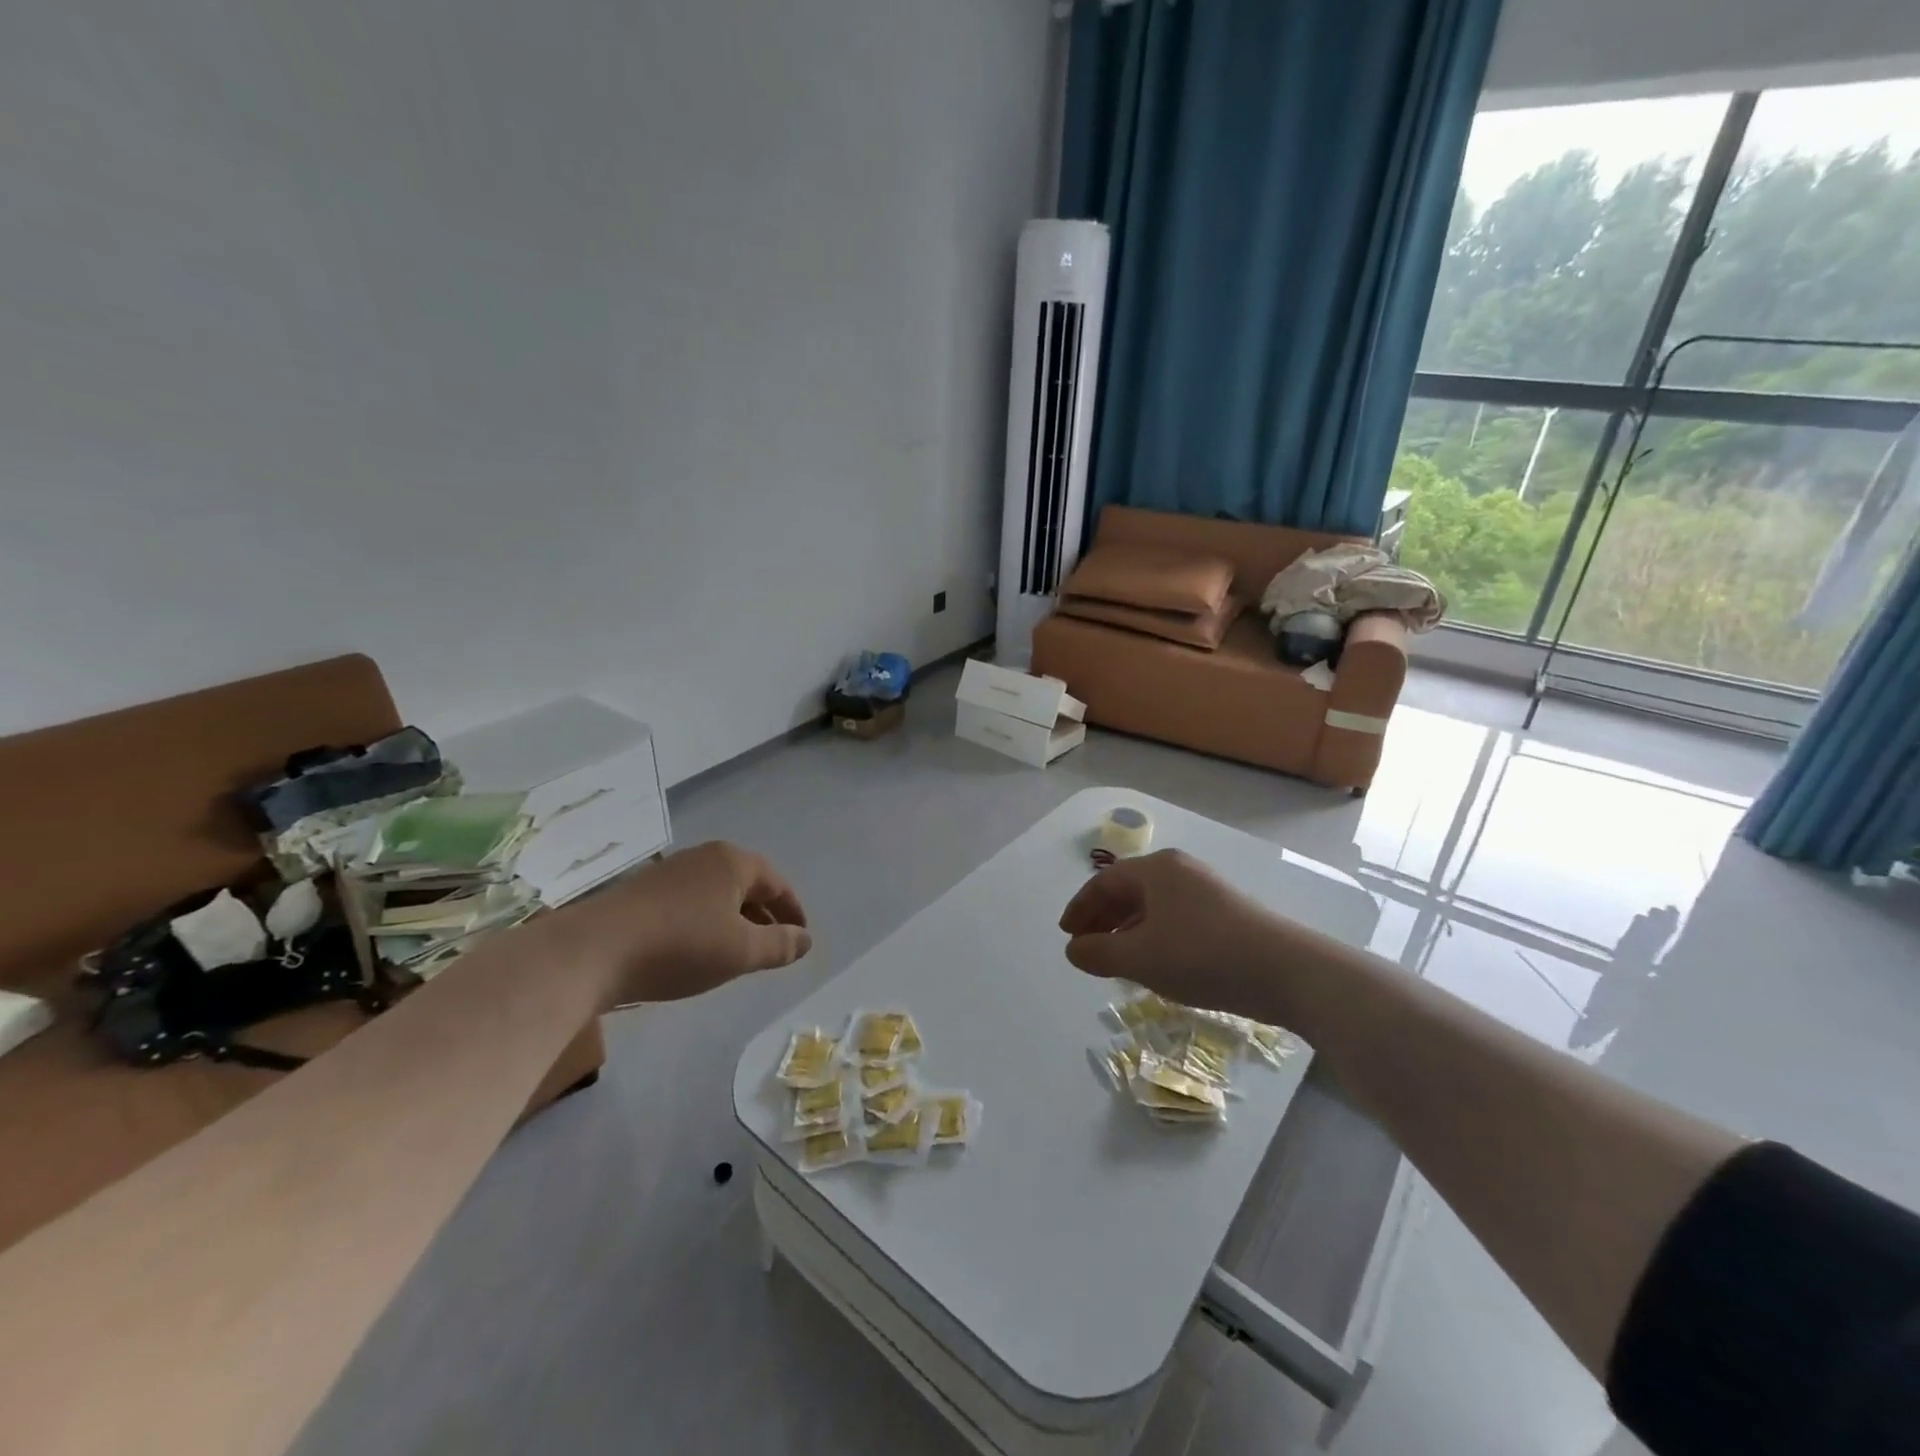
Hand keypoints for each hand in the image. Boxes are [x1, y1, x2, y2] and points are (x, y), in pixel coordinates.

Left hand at [562, 841, 811, 1005]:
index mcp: (733, 862)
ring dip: (734, 921)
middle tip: (774, 946)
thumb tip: (805, 939)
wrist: (591, 952)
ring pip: (716, 895)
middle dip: (764, 915)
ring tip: (738, 953)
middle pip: (746, 885)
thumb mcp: (741, 952)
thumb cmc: (680, 946)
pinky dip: (706, 924)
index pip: (777, 883)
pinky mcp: (642, 893)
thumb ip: (780, 945)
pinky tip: (697, 951)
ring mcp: (669, 873)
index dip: (793, 911)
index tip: (801, 937)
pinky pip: (690, 904)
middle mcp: (703, 858)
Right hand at [1058, 849, 1301, 1021]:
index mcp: (1157, 869)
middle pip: (1128, 890)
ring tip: (1116, 960)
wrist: (1288, 971)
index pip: (1104, 882)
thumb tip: (1073, 949)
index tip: (1066, 935)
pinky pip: (1175, 918)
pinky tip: (1155, 964)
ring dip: (1127, 930)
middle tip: (1085, 948)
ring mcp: (1207, 890)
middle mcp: (1181, 871)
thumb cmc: (1203, 956)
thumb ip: (1099, 953)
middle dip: (1102, 919)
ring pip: (1153, 906)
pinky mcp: (1227, 913)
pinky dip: (1154, 936)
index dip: (1080, 908)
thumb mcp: (1141, 958)